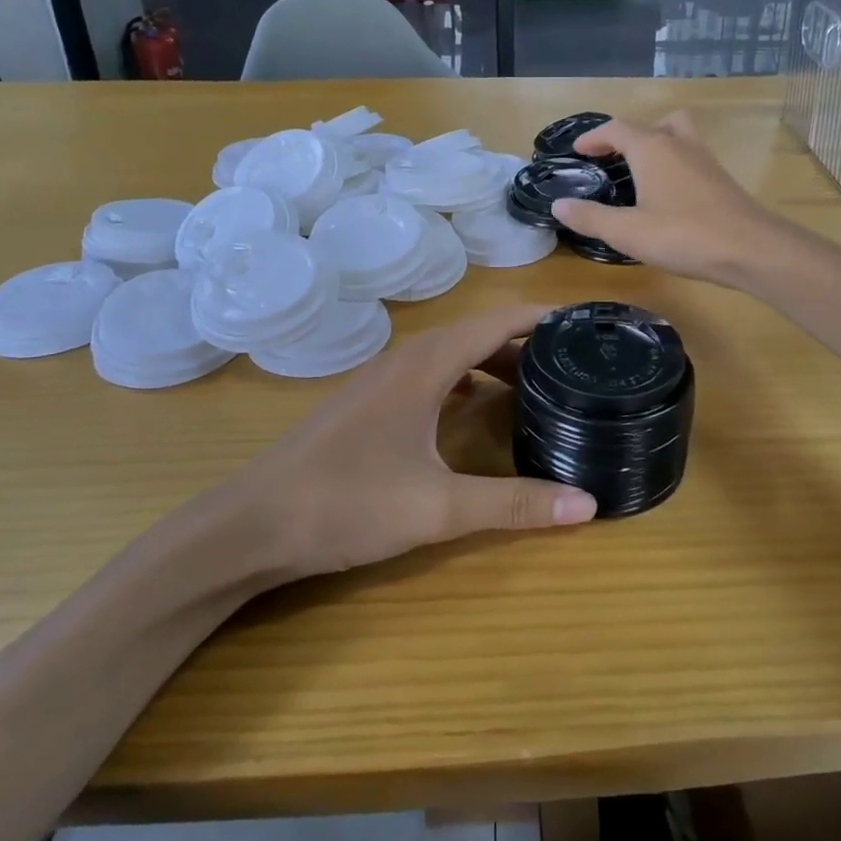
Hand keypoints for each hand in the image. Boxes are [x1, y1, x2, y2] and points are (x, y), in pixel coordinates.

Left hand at [225, 305, 595, 582]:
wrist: (252, 524)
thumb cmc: (346, 503)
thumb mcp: (438, 507)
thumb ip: (514, 504)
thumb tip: (588, 505)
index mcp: (426, 365)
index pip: (496, 321)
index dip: (542, 316)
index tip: (586, 322)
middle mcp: (405, 359)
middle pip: (477, 333)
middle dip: (526, 340)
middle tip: (574, 360)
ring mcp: (382, 380)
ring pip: (451, 354)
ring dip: (493, 360)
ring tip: (536, 383)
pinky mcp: (369, 403)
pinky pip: (431, 375)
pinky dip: (465, 380)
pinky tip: (477, 407)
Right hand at [552, 111, 785, 286]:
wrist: (751, 249)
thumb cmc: (683, 235)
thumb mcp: (627, 232)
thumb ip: (591, 217)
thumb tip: (558, 205)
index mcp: (652, 148)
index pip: (616, 129)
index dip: (594, 137)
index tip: (577, 150)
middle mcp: (680, 144)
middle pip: (653, 124)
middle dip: (629, 136)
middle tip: (613, 158)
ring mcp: (705, 160)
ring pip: (679, 136)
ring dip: (657, 146)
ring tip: (640, 174)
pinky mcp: (721, 180)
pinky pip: (691, 159)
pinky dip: (674, 166)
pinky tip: (668, 198)